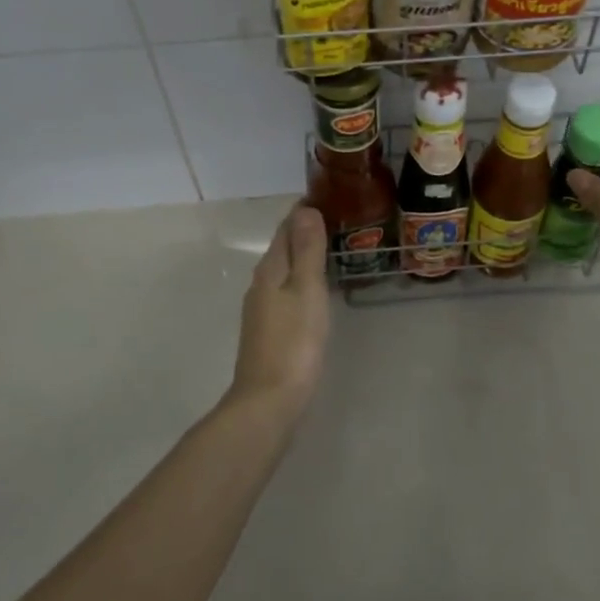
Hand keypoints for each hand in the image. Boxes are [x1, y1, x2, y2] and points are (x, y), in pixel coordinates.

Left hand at [230, 205, 331, 414]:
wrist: (268, 402)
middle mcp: (261, 284)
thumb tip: (304, 208)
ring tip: (332, 251)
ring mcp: (262, 310)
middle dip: (305, 232)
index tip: (329, 198)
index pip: (286, 228)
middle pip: (283, 248)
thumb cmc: (293, 342)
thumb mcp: (306, 290)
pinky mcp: (268, 331)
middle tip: (338, 221)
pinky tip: (316, 291)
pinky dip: (301, 281)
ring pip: (284, 271)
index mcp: (270, 270)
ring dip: (303, 257)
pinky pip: (286, 292)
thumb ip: (307, 250)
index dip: (304, 212)